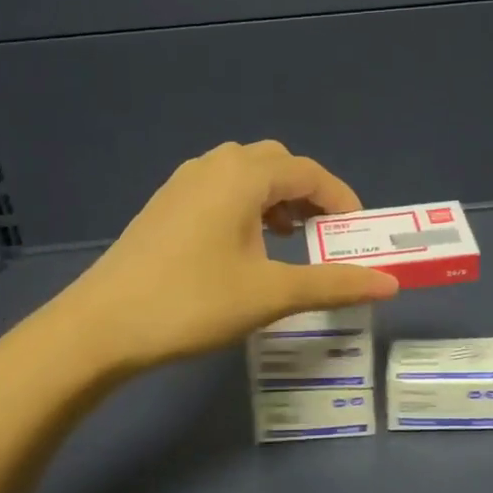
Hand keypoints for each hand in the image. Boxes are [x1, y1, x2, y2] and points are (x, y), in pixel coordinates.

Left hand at [62, 141, 398, 373]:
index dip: (341, 199)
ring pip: (245, 176)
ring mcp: (182, 185)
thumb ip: (334, 284)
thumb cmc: (193, 302)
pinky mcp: (164, 207)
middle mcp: (212, 167)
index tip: (359, 232)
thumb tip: (390, 284)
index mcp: (242, 176)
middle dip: (309, 194)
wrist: (101, 327)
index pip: (308, 172)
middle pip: (277, 165)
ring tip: (290, 239)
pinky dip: (247, 208)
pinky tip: (245, 248)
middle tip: (326, 234)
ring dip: (276, 199)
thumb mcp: (271, 294)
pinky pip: (220, 191)